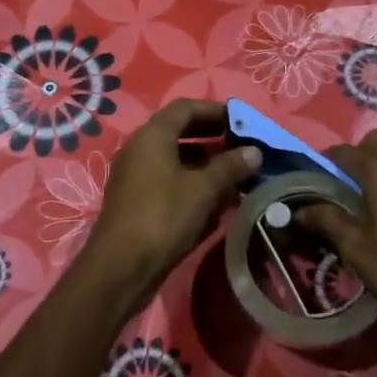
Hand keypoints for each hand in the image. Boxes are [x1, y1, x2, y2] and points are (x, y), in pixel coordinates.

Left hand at [83, 99, 260, 294]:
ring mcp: (136, 177)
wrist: (121, 268)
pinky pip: (169, 182)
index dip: (215, 110)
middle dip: (213, 138)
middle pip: (180, 132)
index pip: (185, 108)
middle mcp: (140, 150)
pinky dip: (193, 184)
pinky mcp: (137, 202)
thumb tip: (255, 151)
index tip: (243, 121)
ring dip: (206, 164)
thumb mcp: (203, 190)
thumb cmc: (163, 217)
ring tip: (237, 175)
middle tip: (243, 147)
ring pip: (176, 160)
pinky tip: (216, 201)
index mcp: (152, 136)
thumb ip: (230, 167)